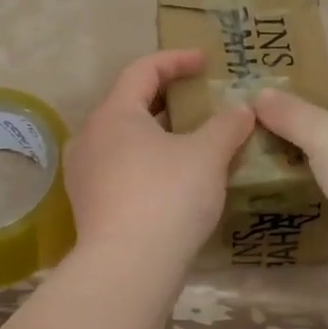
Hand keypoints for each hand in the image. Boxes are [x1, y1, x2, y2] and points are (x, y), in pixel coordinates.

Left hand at [64, 50, 255, 262]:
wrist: (128, 268)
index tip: (205, 61)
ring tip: (190, 139)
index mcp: (114, 114)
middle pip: (129, 103)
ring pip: (124, 138)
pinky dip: (147, 160)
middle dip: (167, 98)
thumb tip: (242, 110)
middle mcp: (90, 137)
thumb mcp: (207, 156)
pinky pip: (120, 167)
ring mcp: (84, 173)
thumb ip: (227, 126)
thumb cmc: (167, 197)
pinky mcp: (89, 204)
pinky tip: (174, 177)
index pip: (143, 70)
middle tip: (199, 99)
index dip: (176, 60)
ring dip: (157, 132)